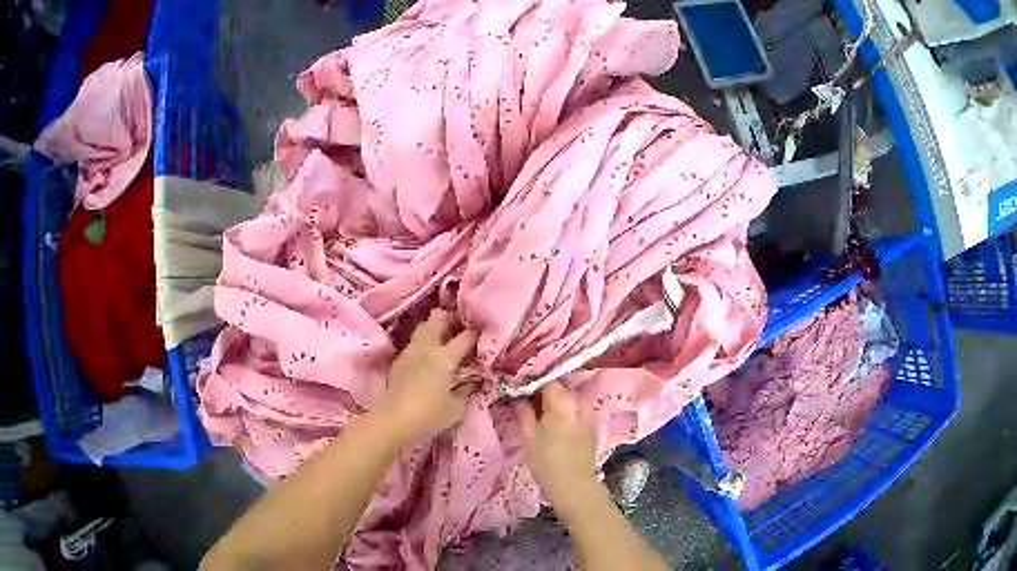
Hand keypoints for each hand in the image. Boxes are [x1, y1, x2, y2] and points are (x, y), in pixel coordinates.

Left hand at [379, 309, 477, 441]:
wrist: (394, 420)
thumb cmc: (429, 415)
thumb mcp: (456, 408)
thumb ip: (467, 390)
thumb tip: (474, 381)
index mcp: (445, 358)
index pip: (465, 337)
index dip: (476, 334)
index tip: (483, 334)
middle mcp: (427, 348)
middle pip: (437, 320)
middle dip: (450, 317)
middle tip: (460, 324)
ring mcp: (410, 352)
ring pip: (423, 327)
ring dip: (434, 327)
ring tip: (444, 335)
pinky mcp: (399, 360)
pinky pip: (414, 342)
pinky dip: (424, 342)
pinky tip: (428, 354)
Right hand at [518, 384, 599, 512]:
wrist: (573, 485)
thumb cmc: (546, 462)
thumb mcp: (528, 438)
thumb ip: (525, 415)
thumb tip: (520, 399)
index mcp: (560, 404)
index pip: (549, 383)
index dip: (536, 387)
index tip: (525, 395)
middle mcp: (578, 405)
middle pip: (563, 390)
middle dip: (549, 395)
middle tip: (534, 407)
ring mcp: (588, 416)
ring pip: (573, 401)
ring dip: (562, 404)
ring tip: (549, 417)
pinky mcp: (593, 428)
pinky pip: (580, 412)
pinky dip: (571, 414)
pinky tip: (562, 427)